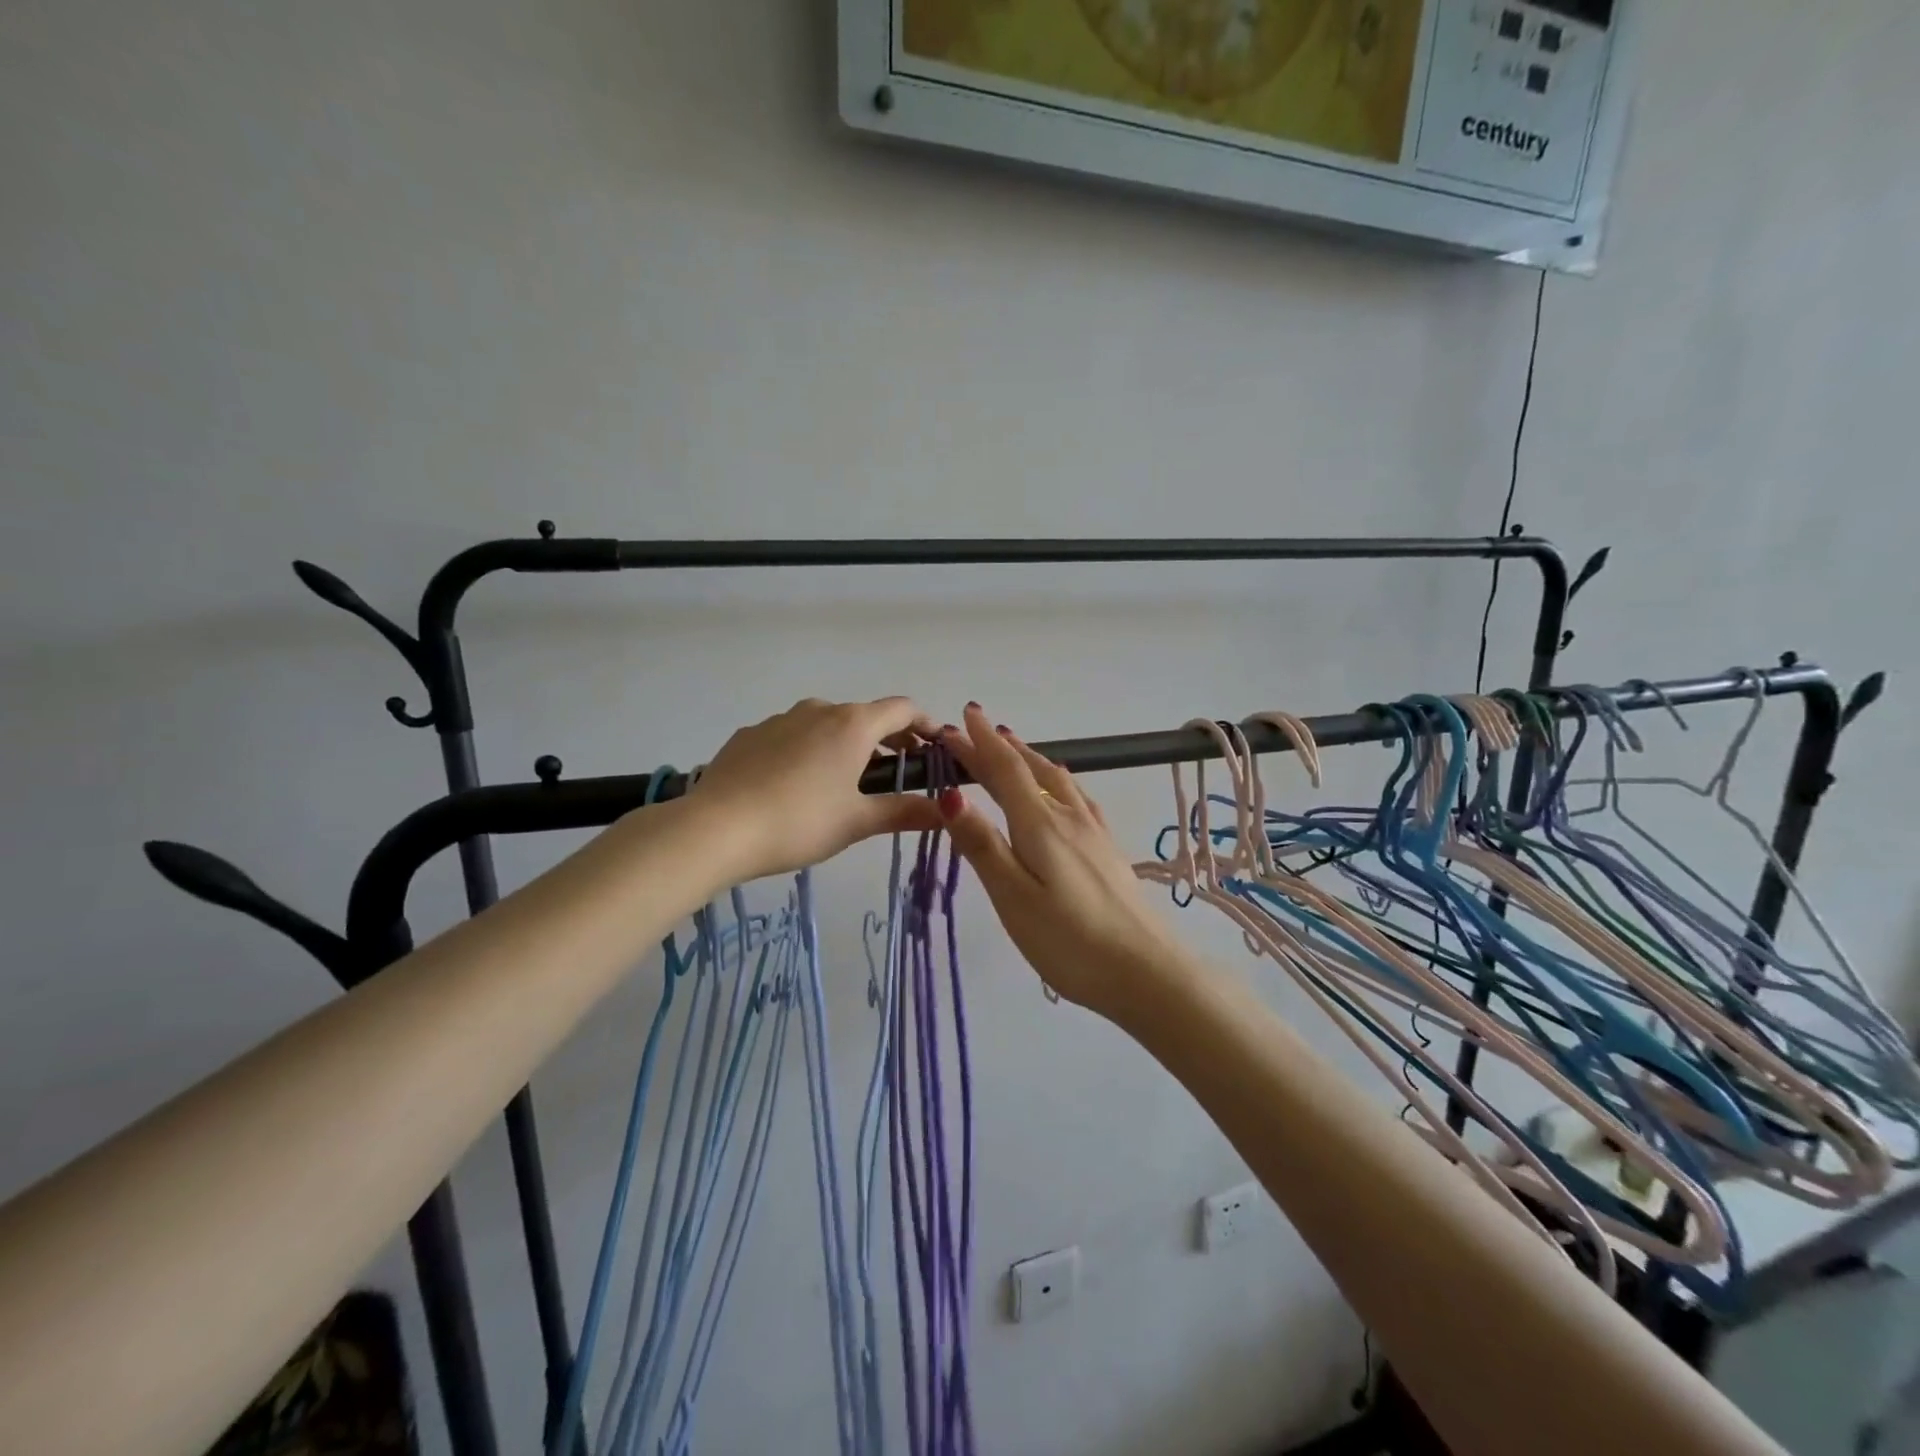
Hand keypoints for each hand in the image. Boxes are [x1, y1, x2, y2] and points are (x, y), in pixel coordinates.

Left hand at [687, 697, 946, 882]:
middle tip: (897, 775)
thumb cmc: (799, 822)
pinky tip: (796, 787)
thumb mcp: (857, 822)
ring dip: (846, 746)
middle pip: (865, 716)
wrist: (716, 828)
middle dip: (888, 741)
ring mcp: (780, 719)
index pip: (903, 709)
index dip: (926, 725)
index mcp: (852, 724)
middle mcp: (819, 710)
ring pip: (827, 725)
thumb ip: (904, 812)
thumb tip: (945, 810)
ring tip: (845, 786)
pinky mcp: (750, 735)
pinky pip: (792, 737)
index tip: (936, 747)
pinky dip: (809, 752)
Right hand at [936, 703, 1199, 1018]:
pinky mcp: (1108, 850)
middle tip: (975, 726)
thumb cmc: (1070, 942)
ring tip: (1013, 745)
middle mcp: (1069, 817)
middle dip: (999, 746)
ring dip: (1030, 758)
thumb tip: (950, 794)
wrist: (1148, 972)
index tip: (959, 719)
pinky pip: (1077, 797)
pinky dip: (1057, 780)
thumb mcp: (1013, 897)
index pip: (1005, 771)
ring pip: (1056, 780)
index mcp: (1041, 825)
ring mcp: (1094, 832)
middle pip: (1030, 770)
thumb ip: (982, 845)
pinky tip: (1064, 788)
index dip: (980, 744)